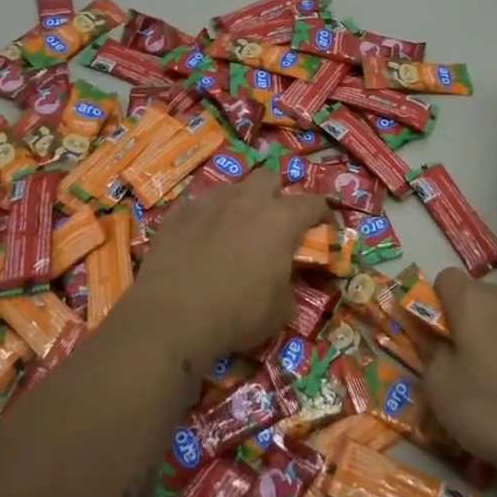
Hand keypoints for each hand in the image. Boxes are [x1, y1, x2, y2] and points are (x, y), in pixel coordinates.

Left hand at [126, 167, 327, 367]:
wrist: (172, 317)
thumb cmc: (237, 314)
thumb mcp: (280, 311)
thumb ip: (289, 287)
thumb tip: (284, 284)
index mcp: (280, 220)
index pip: (313, 203)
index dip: (322, 213)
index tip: (323, 226)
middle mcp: (246, 201)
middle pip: (269, 178)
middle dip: (276, 195)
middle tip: (274, 222)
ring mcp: (208, 203)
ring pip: (230, 188)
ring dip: (238, 202)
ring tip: (234, 227)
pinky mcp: (176, 214)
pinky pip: (196, 205)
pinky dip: (204, 217)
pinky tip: (199, 237)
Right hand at [421, 269, 496, 477]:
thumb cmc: (495, 407)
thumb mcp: (441, 388)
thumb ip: (430, 354)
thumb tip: (434, 340)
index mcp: (473, 300)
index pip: (444, 279)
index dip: (434, 306)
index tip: (435, 341)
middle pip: (477, 300)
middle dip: (466, 326)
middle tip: (461, 369)